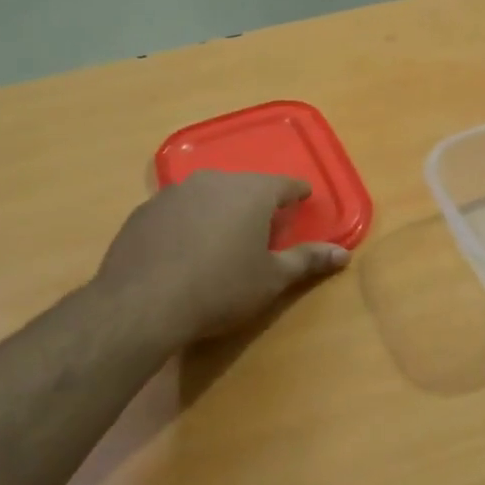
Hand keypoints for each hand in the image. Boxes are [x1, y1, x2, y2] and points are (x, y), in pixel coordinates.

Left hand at [95, 171, 349, 347]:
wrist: (142, 304)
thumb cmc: (221, 288)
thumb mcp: (271, 279)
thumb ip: (307, 260)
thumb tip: (343, 254)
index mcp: (253, 192)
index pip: (286, 184)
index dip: (298, 194)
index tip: (303, 200)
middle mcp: (215, 180)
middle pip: (246, 186)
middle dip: (257, 203)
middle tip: (264, 227)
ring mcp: (175, 192)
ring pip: (209, 194)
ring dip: (220, 210)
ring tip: (223, 237)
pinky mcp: (145, 210)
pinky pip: (178, 210)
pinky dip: (188, 223)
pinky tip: (184, 250)